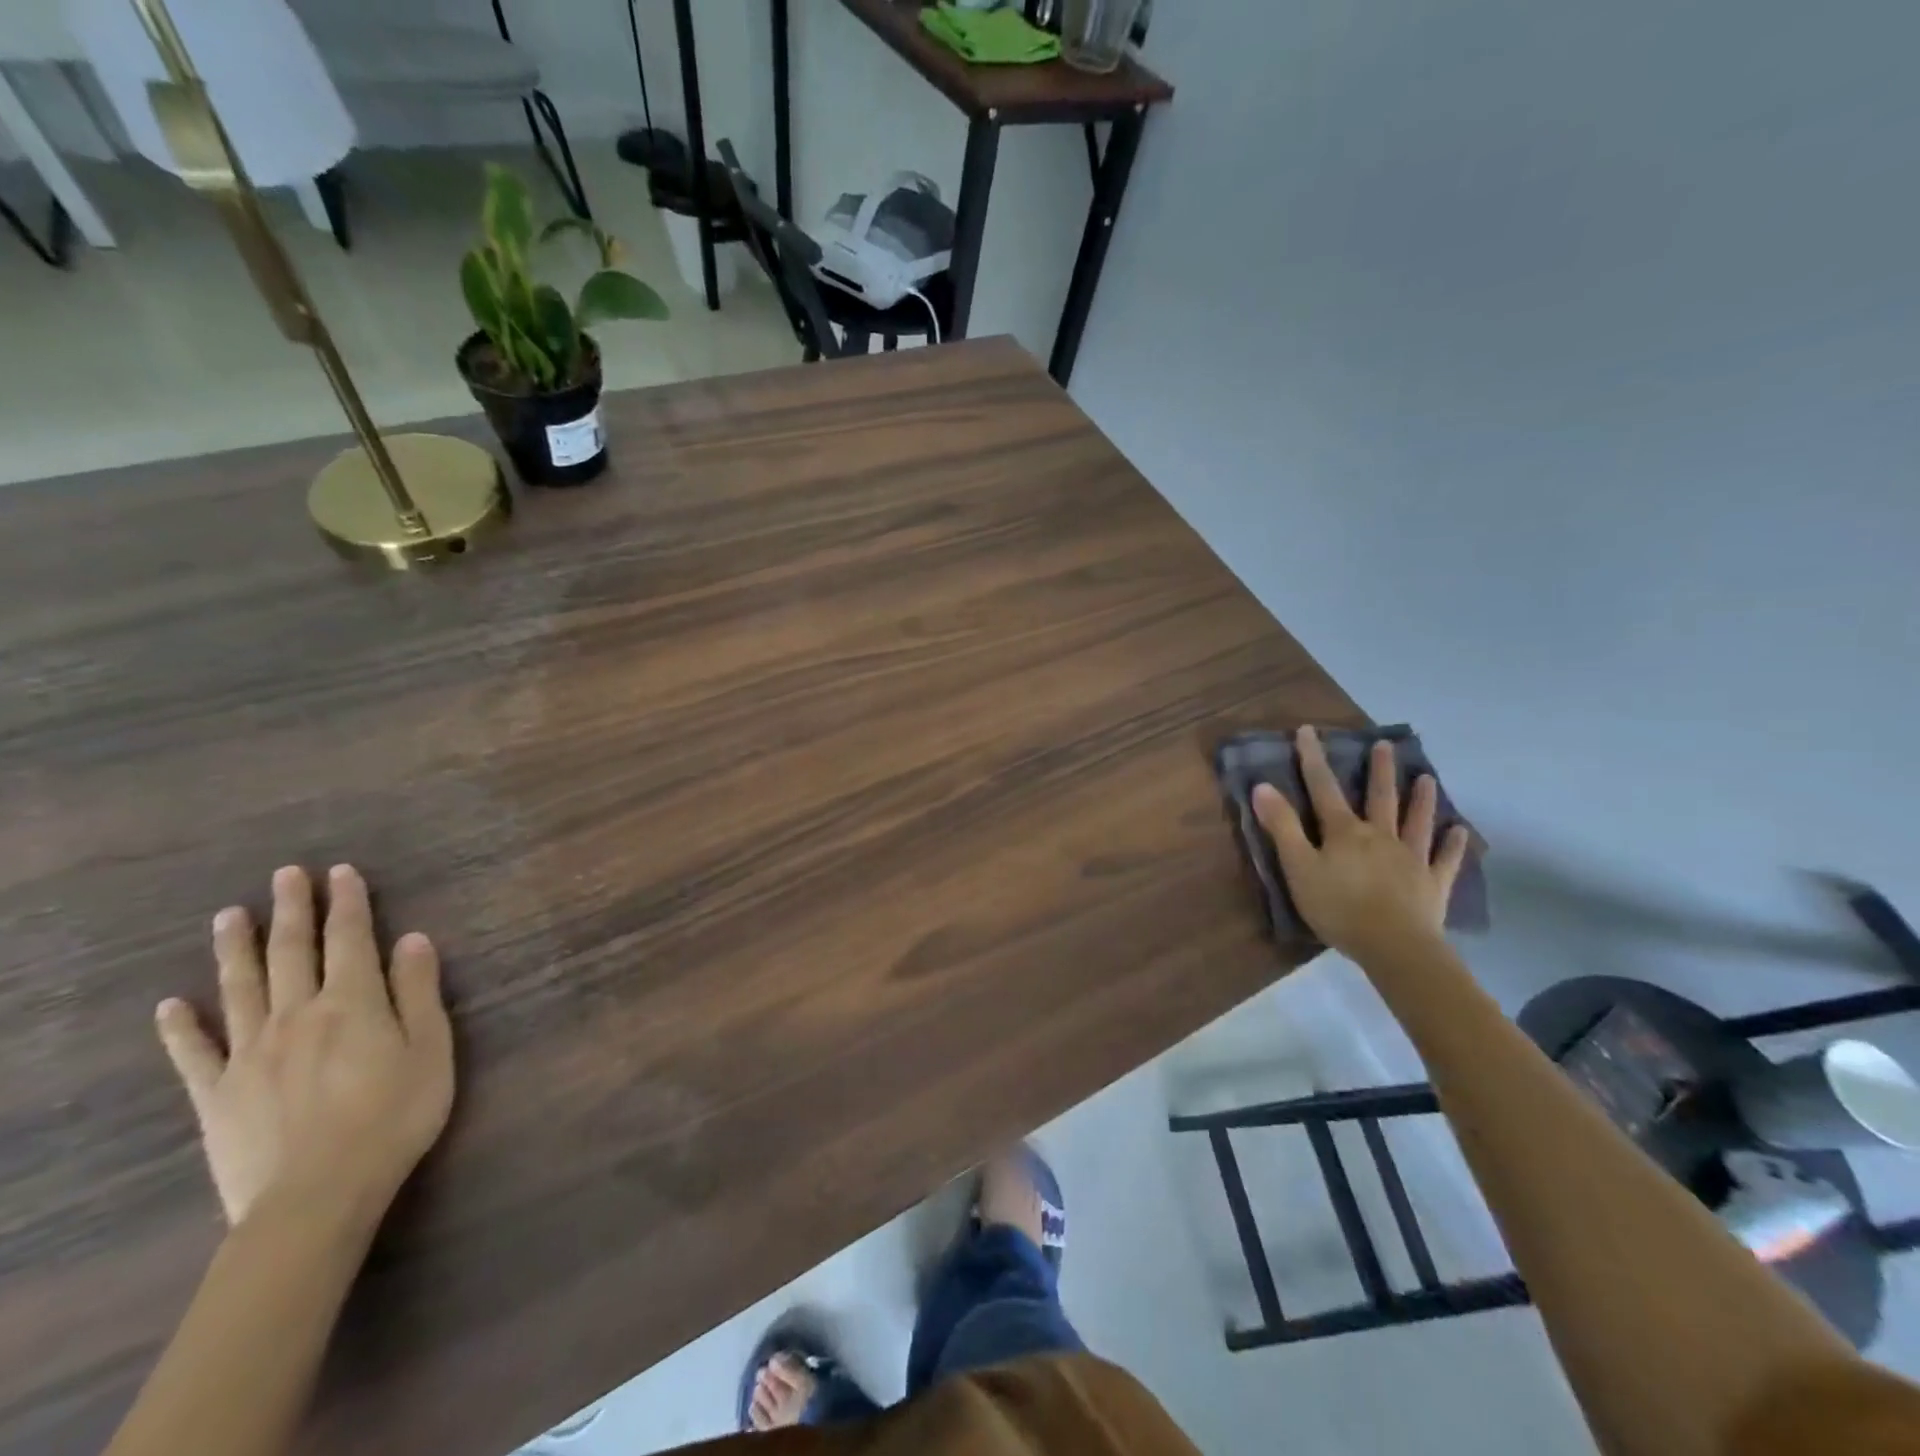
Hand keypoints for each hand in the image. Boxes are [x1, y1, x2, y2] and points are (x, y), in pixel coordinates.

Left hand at [155, 865, 454, 1233]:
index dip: (348, 903)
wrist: (316, 1196)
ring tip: (228, 916)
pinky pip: (194, 1052)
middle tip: (286, 875)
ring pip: (241, 988)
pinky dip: (181, 1026)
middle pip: (293, 952)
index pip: (351, 939)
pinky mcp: (218, 1093)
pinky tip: (172, 1004)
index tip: (342, 872)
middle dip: (292, 910)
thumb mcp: (431, 1049)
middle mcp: (297, 1014)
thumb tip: (412, 938)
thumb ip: (419, 991)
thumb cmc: (394, 1116)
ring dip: (236, 949)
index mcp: (353, 1002)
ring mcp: (250, 1053)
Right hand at [1252, 727, 1469, 963]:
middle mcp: (1380, 836)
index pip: (1323, 788)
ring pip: (1416, 821)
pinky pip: (1445, 859)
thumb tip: (1263, 786)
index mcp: (1344, 832)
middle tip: (1384, 745)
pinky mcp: (1433, 883)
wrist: (1394, 946)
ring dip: (1420, 798)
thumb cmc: (1338, 907)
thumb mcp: (1298, 867)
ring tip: (1426, 777)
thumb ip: (1281, 827)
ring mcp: (1411, 858)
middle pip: (1379, 797)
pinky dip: (1454, 844)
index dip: (1313, 759)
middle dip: (1379, 770)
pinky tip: (1460, 831)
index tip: (1309, 731)